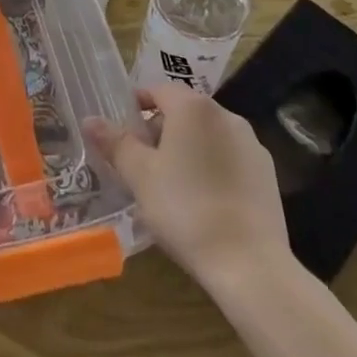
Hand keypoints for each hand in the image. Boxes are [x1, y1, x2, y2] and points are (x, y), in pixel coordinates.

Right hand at [85, 85, 295, 290]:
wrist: (249, 264)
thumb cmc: (185, 209)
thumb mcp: (140, 175)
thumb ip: (115, 143)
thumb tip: (89, 120)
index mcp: (193, 107)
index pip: (157, 91)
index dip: (136, 108)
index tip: (123, 135)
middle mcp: (225, 115)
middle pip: (184, 112)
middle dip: (160, 131)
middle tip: (142, 165)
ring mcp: (251, 144)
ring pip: (208, 136)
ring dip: (187, 150)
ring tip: (171, 186)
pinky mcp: (267, 174)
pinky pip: (229, 159)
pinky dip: (212, 168)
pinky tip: (203, 202)